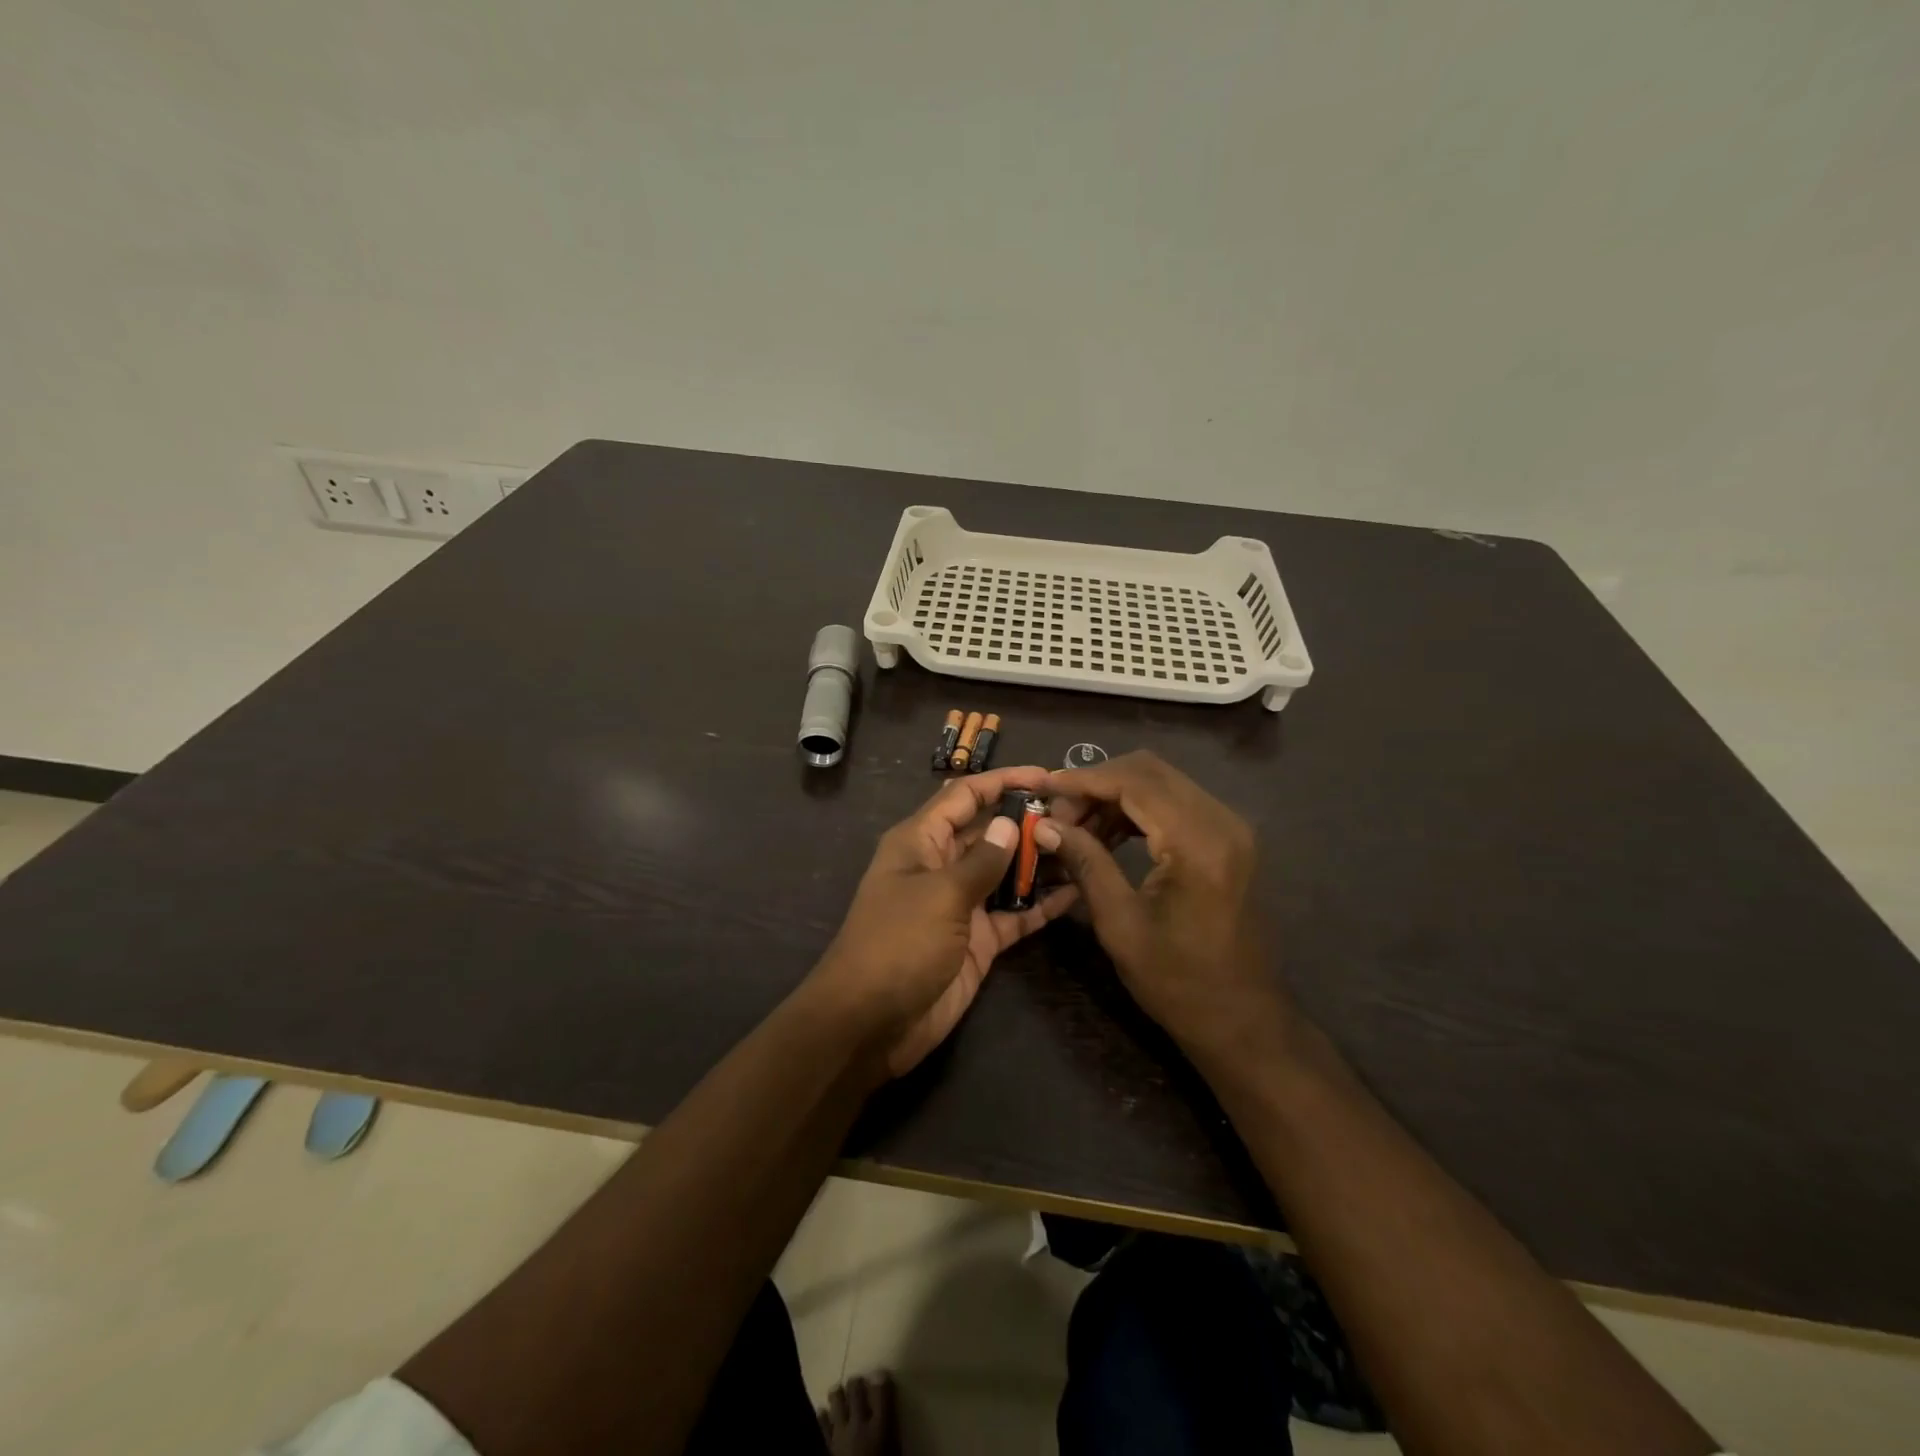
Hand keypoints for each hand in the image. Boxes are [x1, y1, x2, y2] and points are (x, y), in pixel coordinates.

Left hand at [813, 767, 1077, 1076]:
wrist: (871, 1023)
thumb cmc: (898, 944)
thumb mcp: (940, 895)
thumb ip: (982, 861)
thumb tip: (1010, 823)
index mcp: (921, 841)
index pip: (965, 795)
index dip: (1003, 781)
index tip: (1048, 776)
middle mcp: (942, 865)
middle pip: (991, 831)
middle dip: (1030, 821)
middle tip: (1082, 816)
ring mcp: (962, 904)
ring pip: (1007, 872)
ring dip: (1041, 861)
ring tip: (1089, 847)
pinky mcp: (979, 940)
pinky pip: (1015, 914)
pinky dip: (1041, 905)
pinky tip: (1078, 893)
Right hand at [1037, 752, 1290, 1061]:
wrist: (1243, 1019)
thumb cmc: (1178, 981)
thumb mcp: (1120, 923)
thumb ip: (1085, 863)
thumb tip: (1045, 826)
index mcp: (1198, 842)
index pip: (1134, 782)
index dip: (1082, 779)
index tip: (1042, 788)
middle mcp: (1221, 820)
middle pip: (1149, 771)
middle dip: (1097, 783)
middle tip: (1058, 812)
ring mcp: (1230, 828)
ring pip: (1162, 782)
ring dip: (1115, 795)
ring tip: (1076, 826)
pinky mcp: (1229, 840)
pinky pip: (1176, 803)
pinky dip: (1138, 809)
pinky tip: (1108, 833)